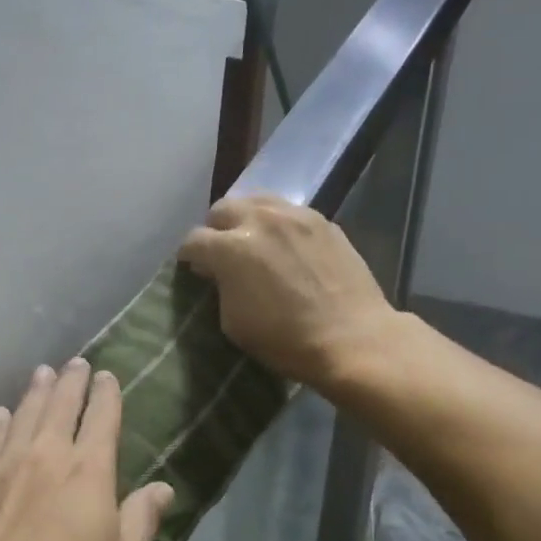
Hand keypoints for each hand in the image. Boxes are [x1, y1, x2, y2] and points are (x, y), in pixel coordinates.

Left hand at [0, 358, 172, 540]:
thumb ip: (142, 521)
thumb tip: (162, 487)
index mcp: (89, 472)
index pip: (102, 419)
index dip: (106, 394)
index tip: (106, 376)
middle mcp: (48, 455)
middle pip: (61, 406)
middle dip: (71, 381)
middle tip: (75, 363)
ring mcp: (7, 466)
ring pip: (25, 414)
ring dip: (36, 391)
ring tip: (43, 372)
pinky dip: (0, 422)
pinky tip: (1, 413)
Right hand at [178, 195, 397, 387]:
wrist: (351, 338)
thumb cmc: (285, 339)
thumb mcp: (232, 322)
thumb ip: (220, 287)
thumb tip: (218, 272)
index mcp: (230, 248)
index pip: (193, 241)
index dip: (189, 257)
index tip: (194, 269)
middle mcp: (259, 220)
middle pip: (222, 209)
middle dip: (215, 229)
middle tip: (222, 252)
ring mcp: (295, 215)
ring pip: (257, 201)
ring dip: (246, 218)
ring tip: (253, 241)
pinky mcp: (322, 220)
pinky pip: (289, 211)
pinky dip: (278, 224)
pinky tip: (285, 246)